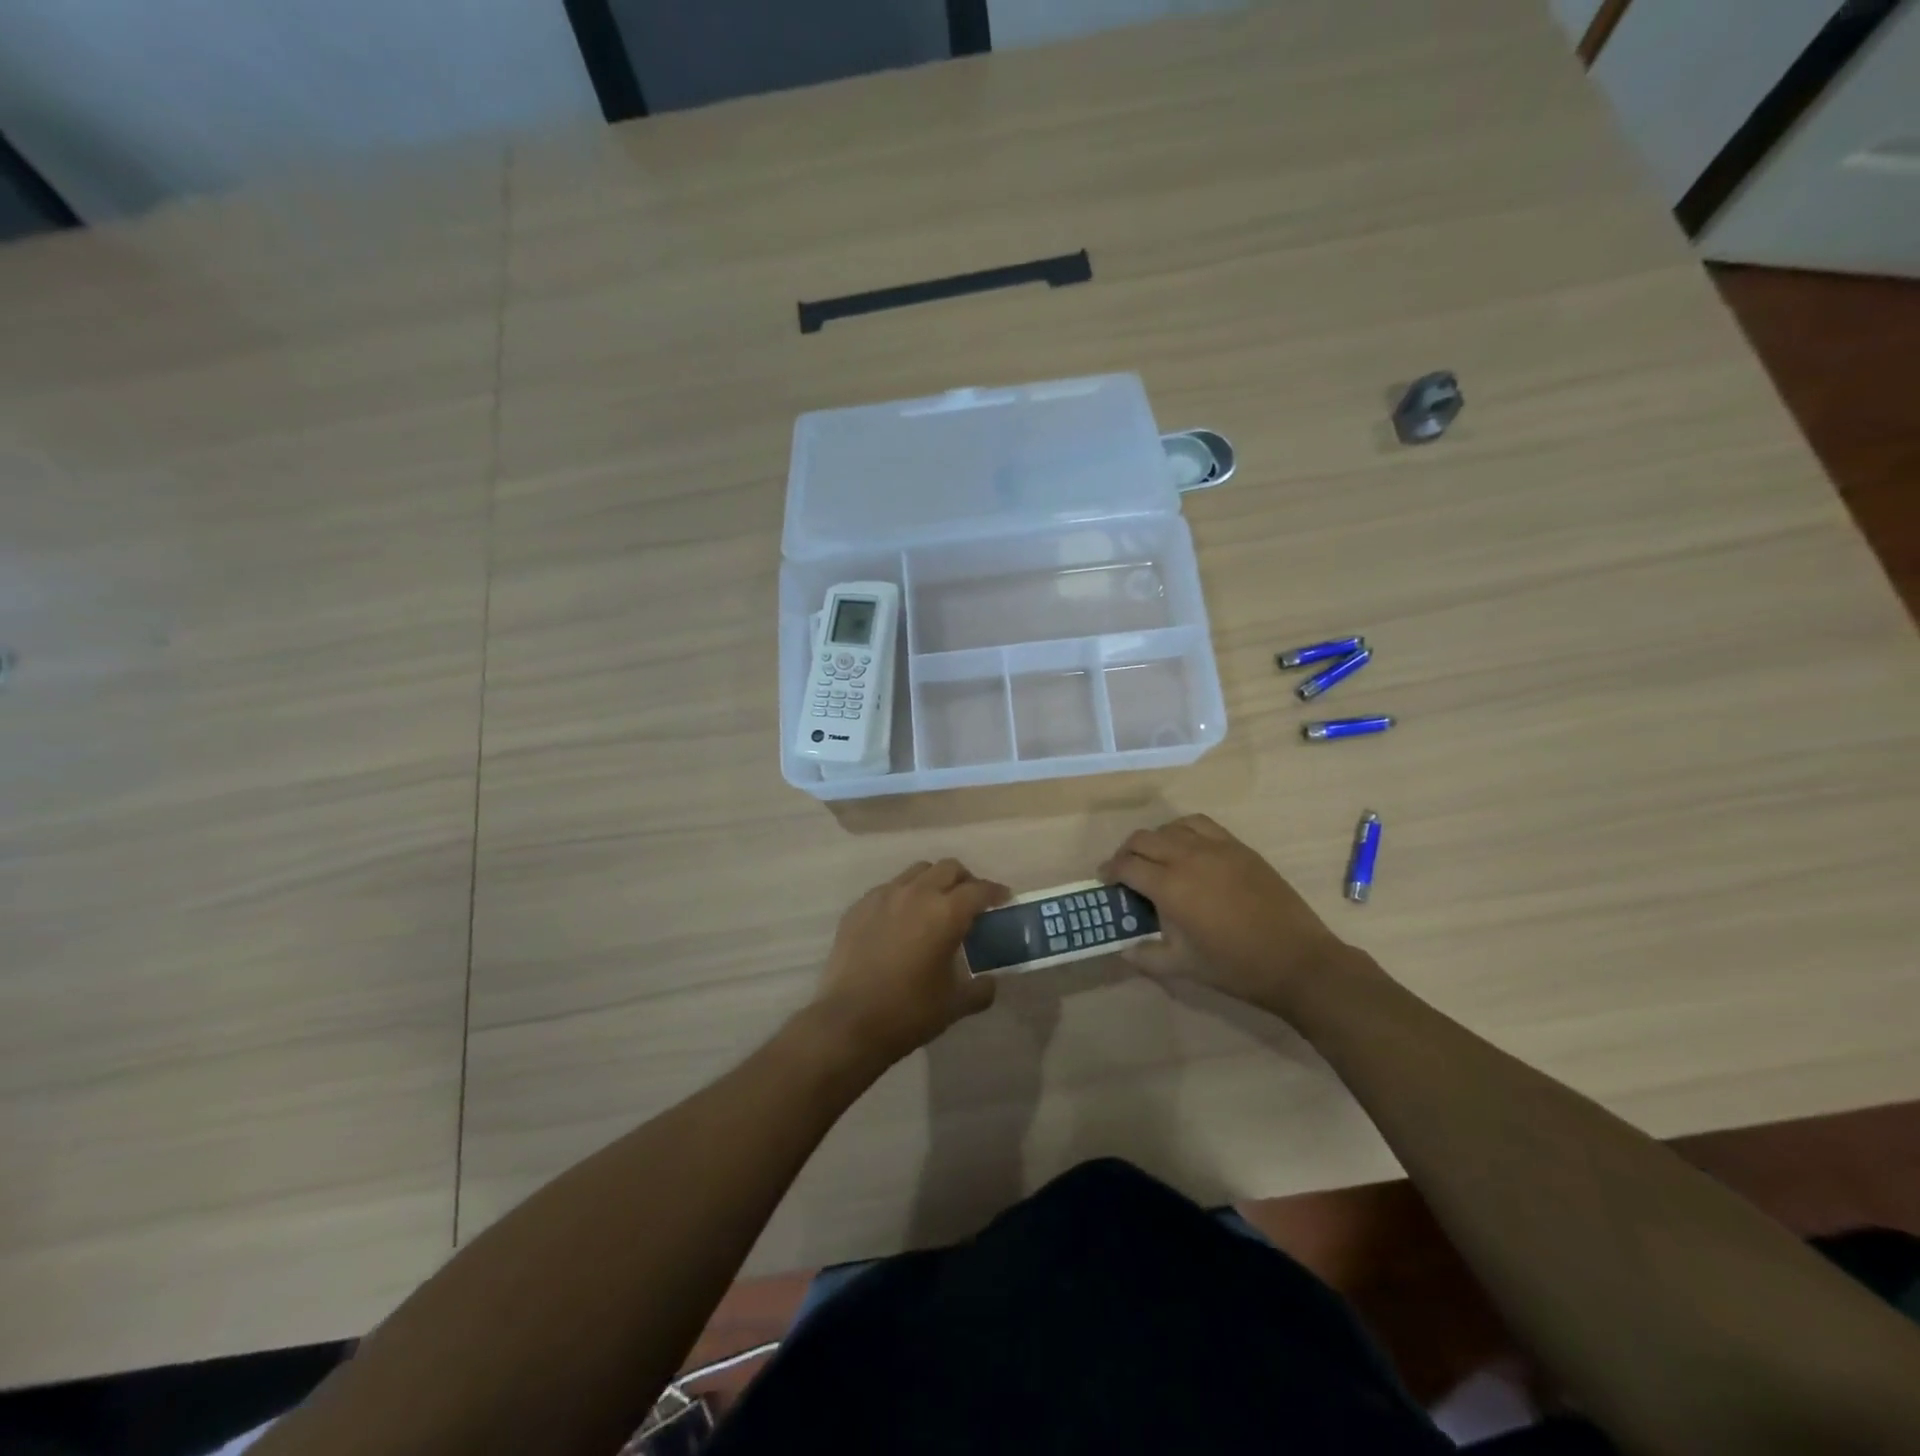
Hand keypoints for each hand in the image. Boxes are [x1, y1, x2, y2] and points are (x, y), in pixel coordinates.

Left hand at [811, 859, 1008, 1066]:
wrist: (847, 1023)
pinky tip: (901, 922)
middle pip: (948, 868)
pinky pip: (889, 889)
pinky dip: (903, 896)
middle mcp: (916, 893)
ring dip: (933, 882)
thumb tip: (989, 982)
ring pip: (916, 872)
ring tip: (935, 907)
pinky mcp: (858, 907)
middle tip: (970, 903)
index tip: (1004, 900)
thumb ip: (980, 989)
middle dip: (965, 880)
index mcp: (945, 913)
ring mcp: (883, 896)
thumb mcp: (955, 1005)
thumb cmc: (908, 1013)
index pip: (979, 890)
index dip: (996, 892)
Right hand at [1098, 814, 1354, 1013]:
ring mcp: (1216, 848)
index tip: (1104, 880)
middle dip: (1126, 853)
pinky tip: (1187, 848)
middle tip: (1124, 871)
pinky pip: (1201, 825)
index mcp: (1170, 887)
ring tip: (1155, 859)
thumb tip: (1122, 949)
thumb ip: (1145, 955)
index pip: (1126, 865)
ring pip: (1171, 828)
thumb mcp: (1182, 967)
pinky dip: (1183, 831)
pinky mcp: (1239, 847)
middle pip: (1143, 839)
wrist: (1297, 961)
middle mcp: (1188, 857)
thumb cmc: (1235, 966)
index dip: (1109, 871)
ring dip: (1154, 840)